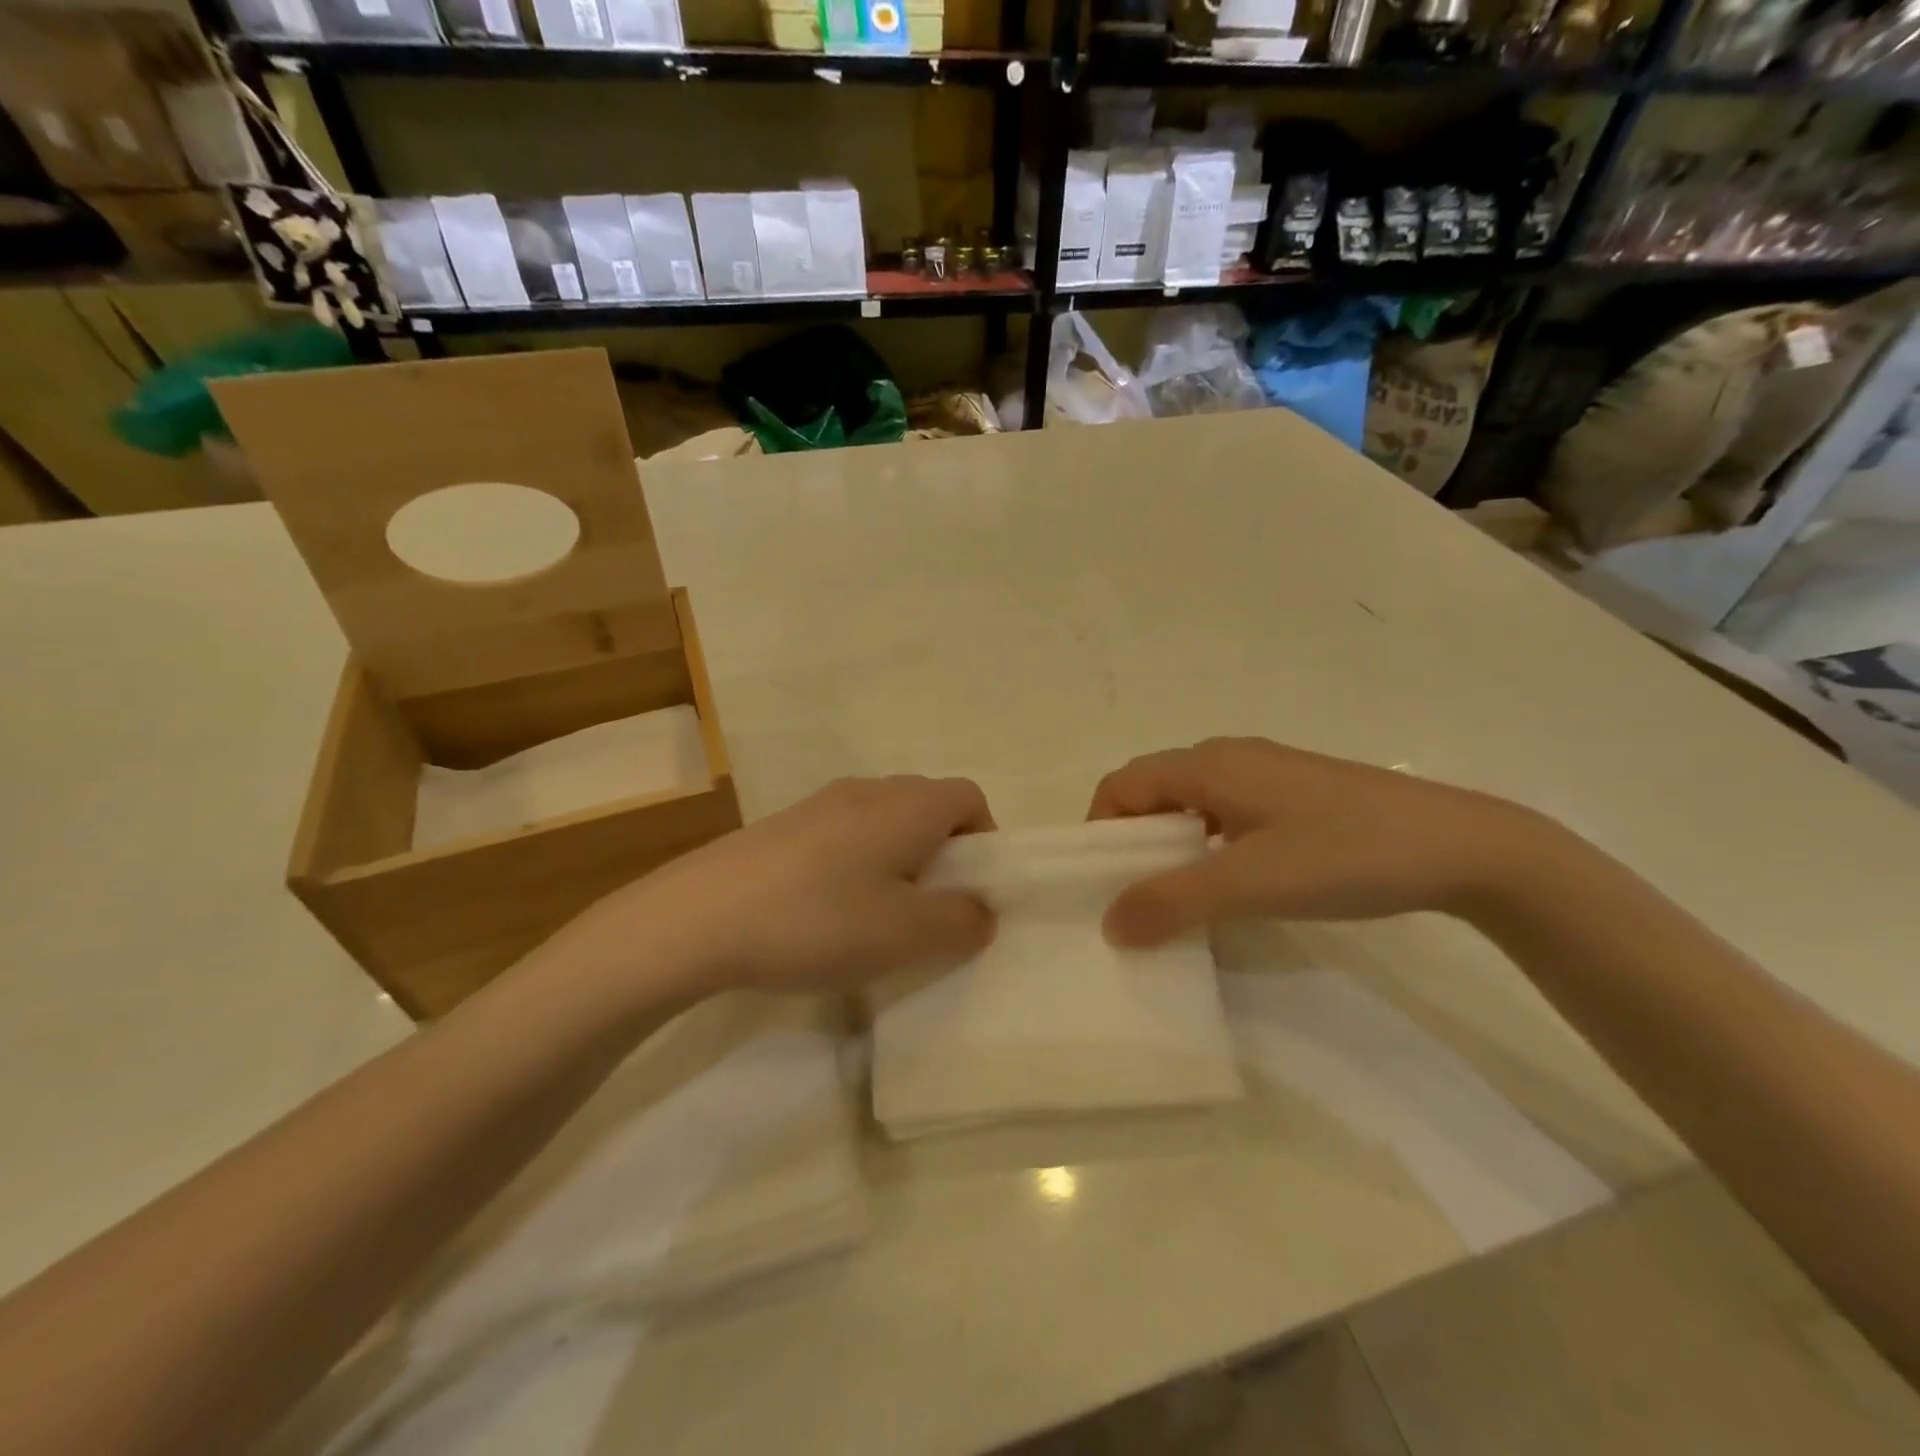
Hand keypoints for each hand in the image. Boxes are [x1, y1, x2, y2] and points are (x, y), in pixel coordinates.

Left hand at [543, 776, 997, 1003]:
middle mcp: (869, 790)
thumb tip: (982, 910)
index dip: (985, 840)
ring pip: (884, 822)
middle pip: (928, 807)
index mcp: (908, 805)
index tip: (974, 890)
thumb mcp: (907, 934)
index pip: (970, 797)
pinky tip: (829, 914)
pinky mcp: (784, 826)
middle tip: (931, 911)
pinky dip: (857, 865)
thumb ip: (961, 921)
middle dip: (943, 855)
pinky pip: (843, 836)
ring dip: (898, 862)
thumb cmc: (820, 919)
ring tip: (880, 918)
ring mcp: (821, 804)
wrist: (700, 916)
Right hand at [1087, 737, 1548, 945]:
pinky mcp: (1295, 795)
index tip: (1103, 882)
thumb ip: (1172, 902)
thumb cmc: (1346, 854)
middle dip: (1132, 840)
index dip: (1100, 829)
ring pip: (1191, 803)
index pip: (1122, 784)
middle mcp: (1229, 757)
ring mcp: (1267, 773)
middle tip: (1136, 896)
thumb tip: (1108, 925)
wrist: (1465, 847)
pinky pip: (1225, 812)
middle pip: (1152, 790)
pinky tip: (1232, 882)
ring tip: (1179, 897)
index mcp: (1209, 764)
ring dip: (1170, 845)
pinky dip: (1206, 844)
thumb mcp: (1250, 882)